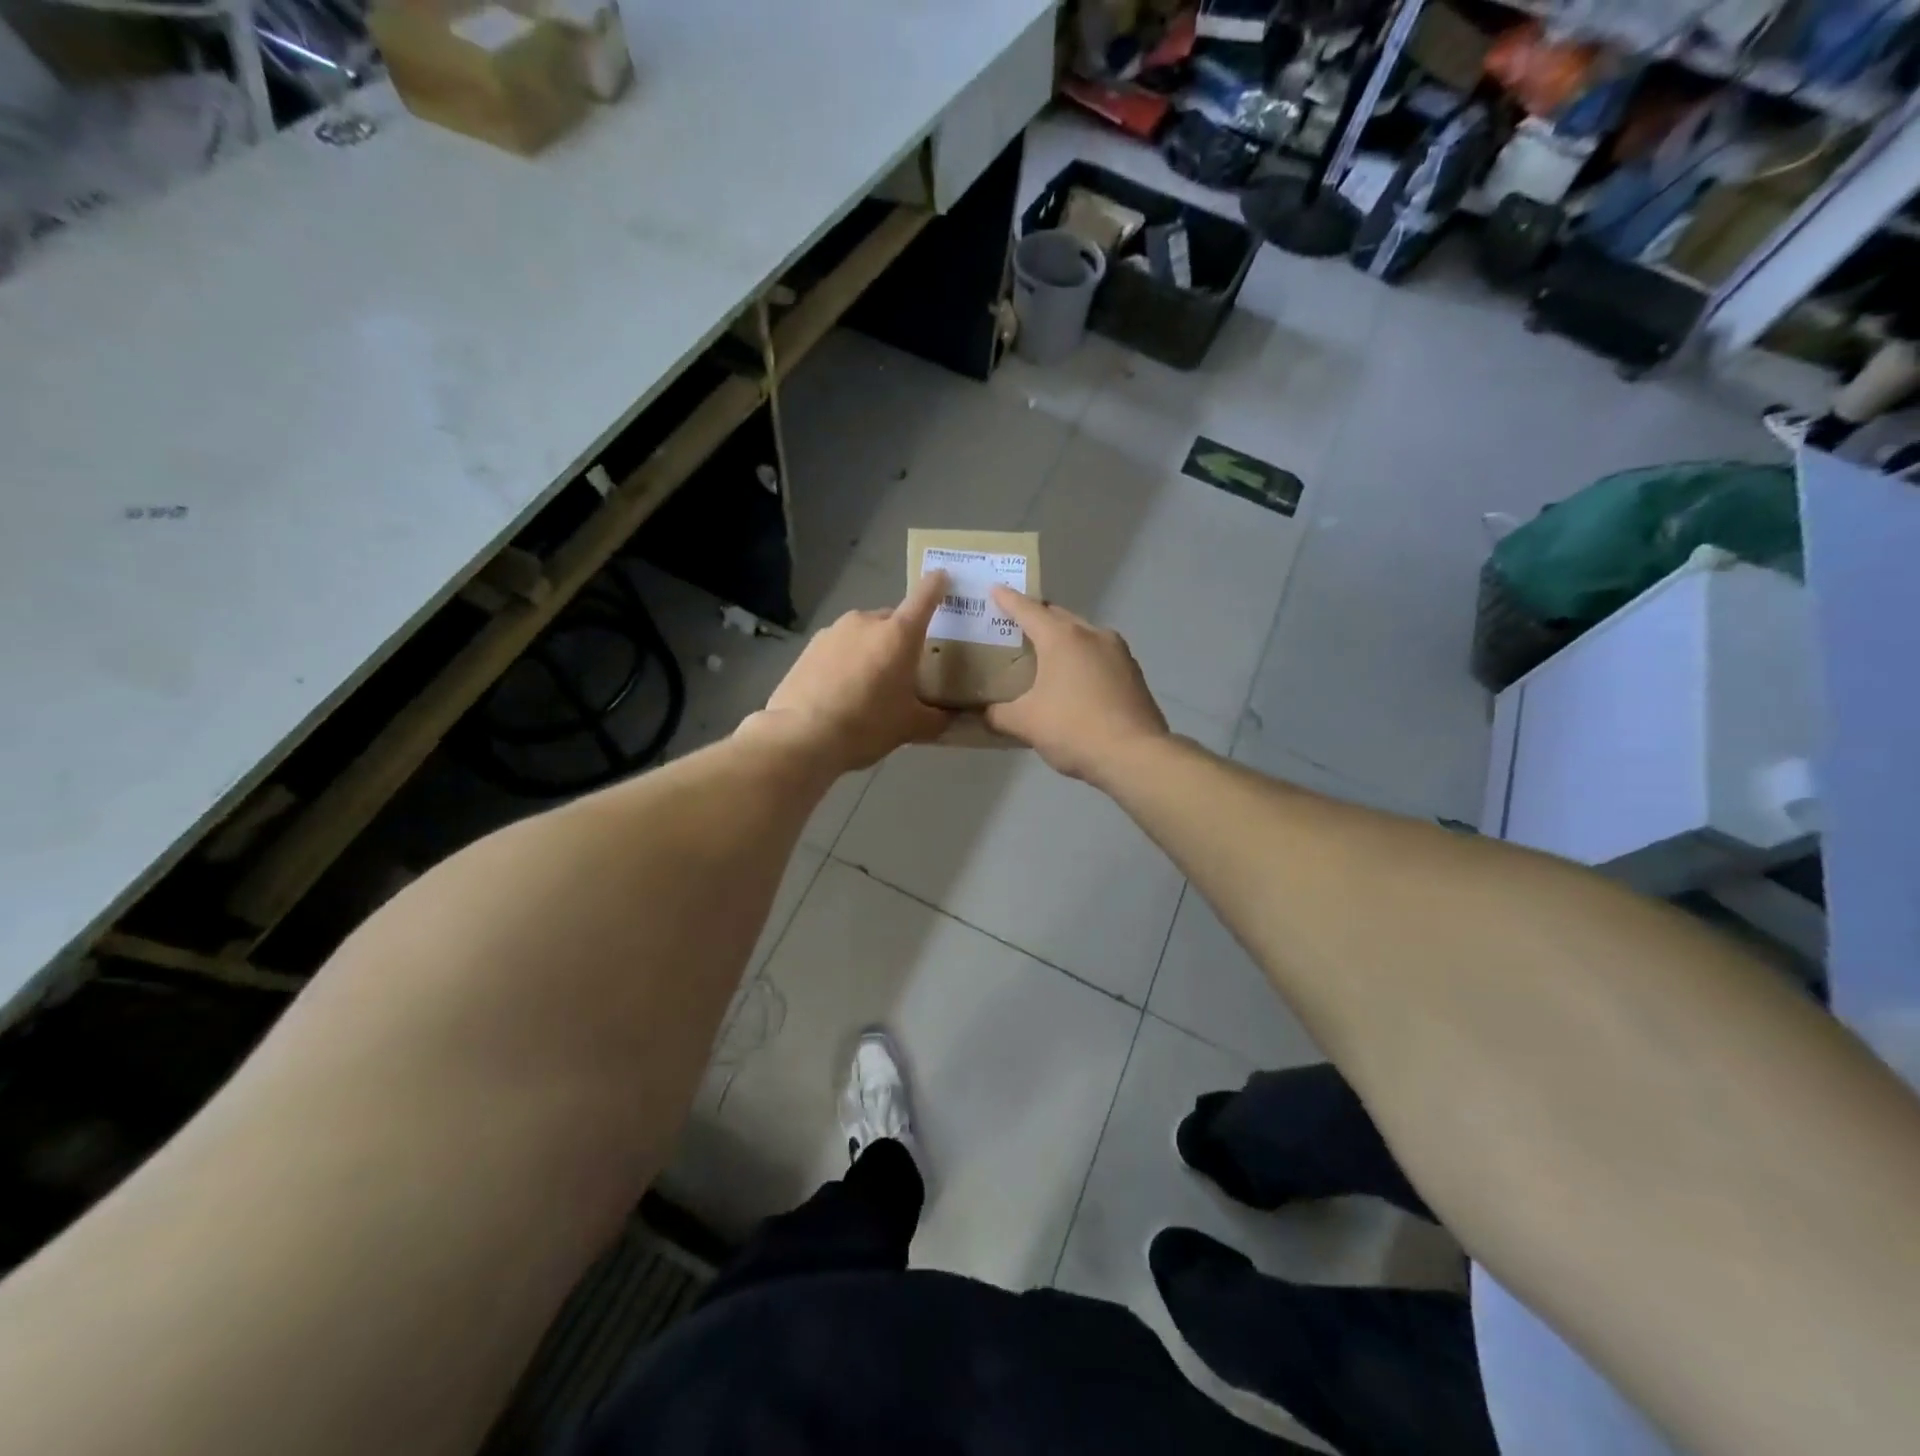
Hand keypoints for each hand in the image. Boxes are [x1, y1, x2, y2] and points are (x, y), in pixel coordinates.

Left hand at [756, 571, 951, 771]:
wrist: (802, 736)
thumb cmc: (867, 725)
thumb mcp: (910, 727)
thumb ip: (937, 719)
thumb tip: (950, 718)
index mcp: (899, 634)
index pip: (924, 598)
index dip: (936, 585)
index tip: (942, 577)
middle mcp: (866, 622)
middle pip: (892, 621)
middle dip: (901, 639)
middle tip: (905, 670)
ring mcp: (834, 631)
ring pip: (863, 634)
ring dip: (871, 650)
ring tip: (870, 684)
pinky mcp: (810, 647)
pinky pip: (839, 647)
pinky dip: (846, 661)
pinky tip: (842, 690)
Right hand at [984, 588, 1169, 781]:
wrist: (1134, 755)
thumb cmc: (1073, 729)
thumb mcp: (1026, 724)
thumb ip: (1000, 715)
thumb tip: (986, 714)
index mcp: (1062, 638)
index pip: (1028, 610)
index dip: (1008, 600)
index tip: (995, 588)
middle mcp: (1092, 635)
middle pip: (1059, 617)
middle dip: (1038, 617)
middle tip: (1018, 625)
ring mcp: (1118, 653)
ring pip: (1084, 635)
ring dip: (1064, 639)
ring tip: (1047, 653)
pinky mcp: (1133, 674)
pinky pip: (1100, 656)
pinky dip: (1083, 659)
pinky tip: (1076, 679)